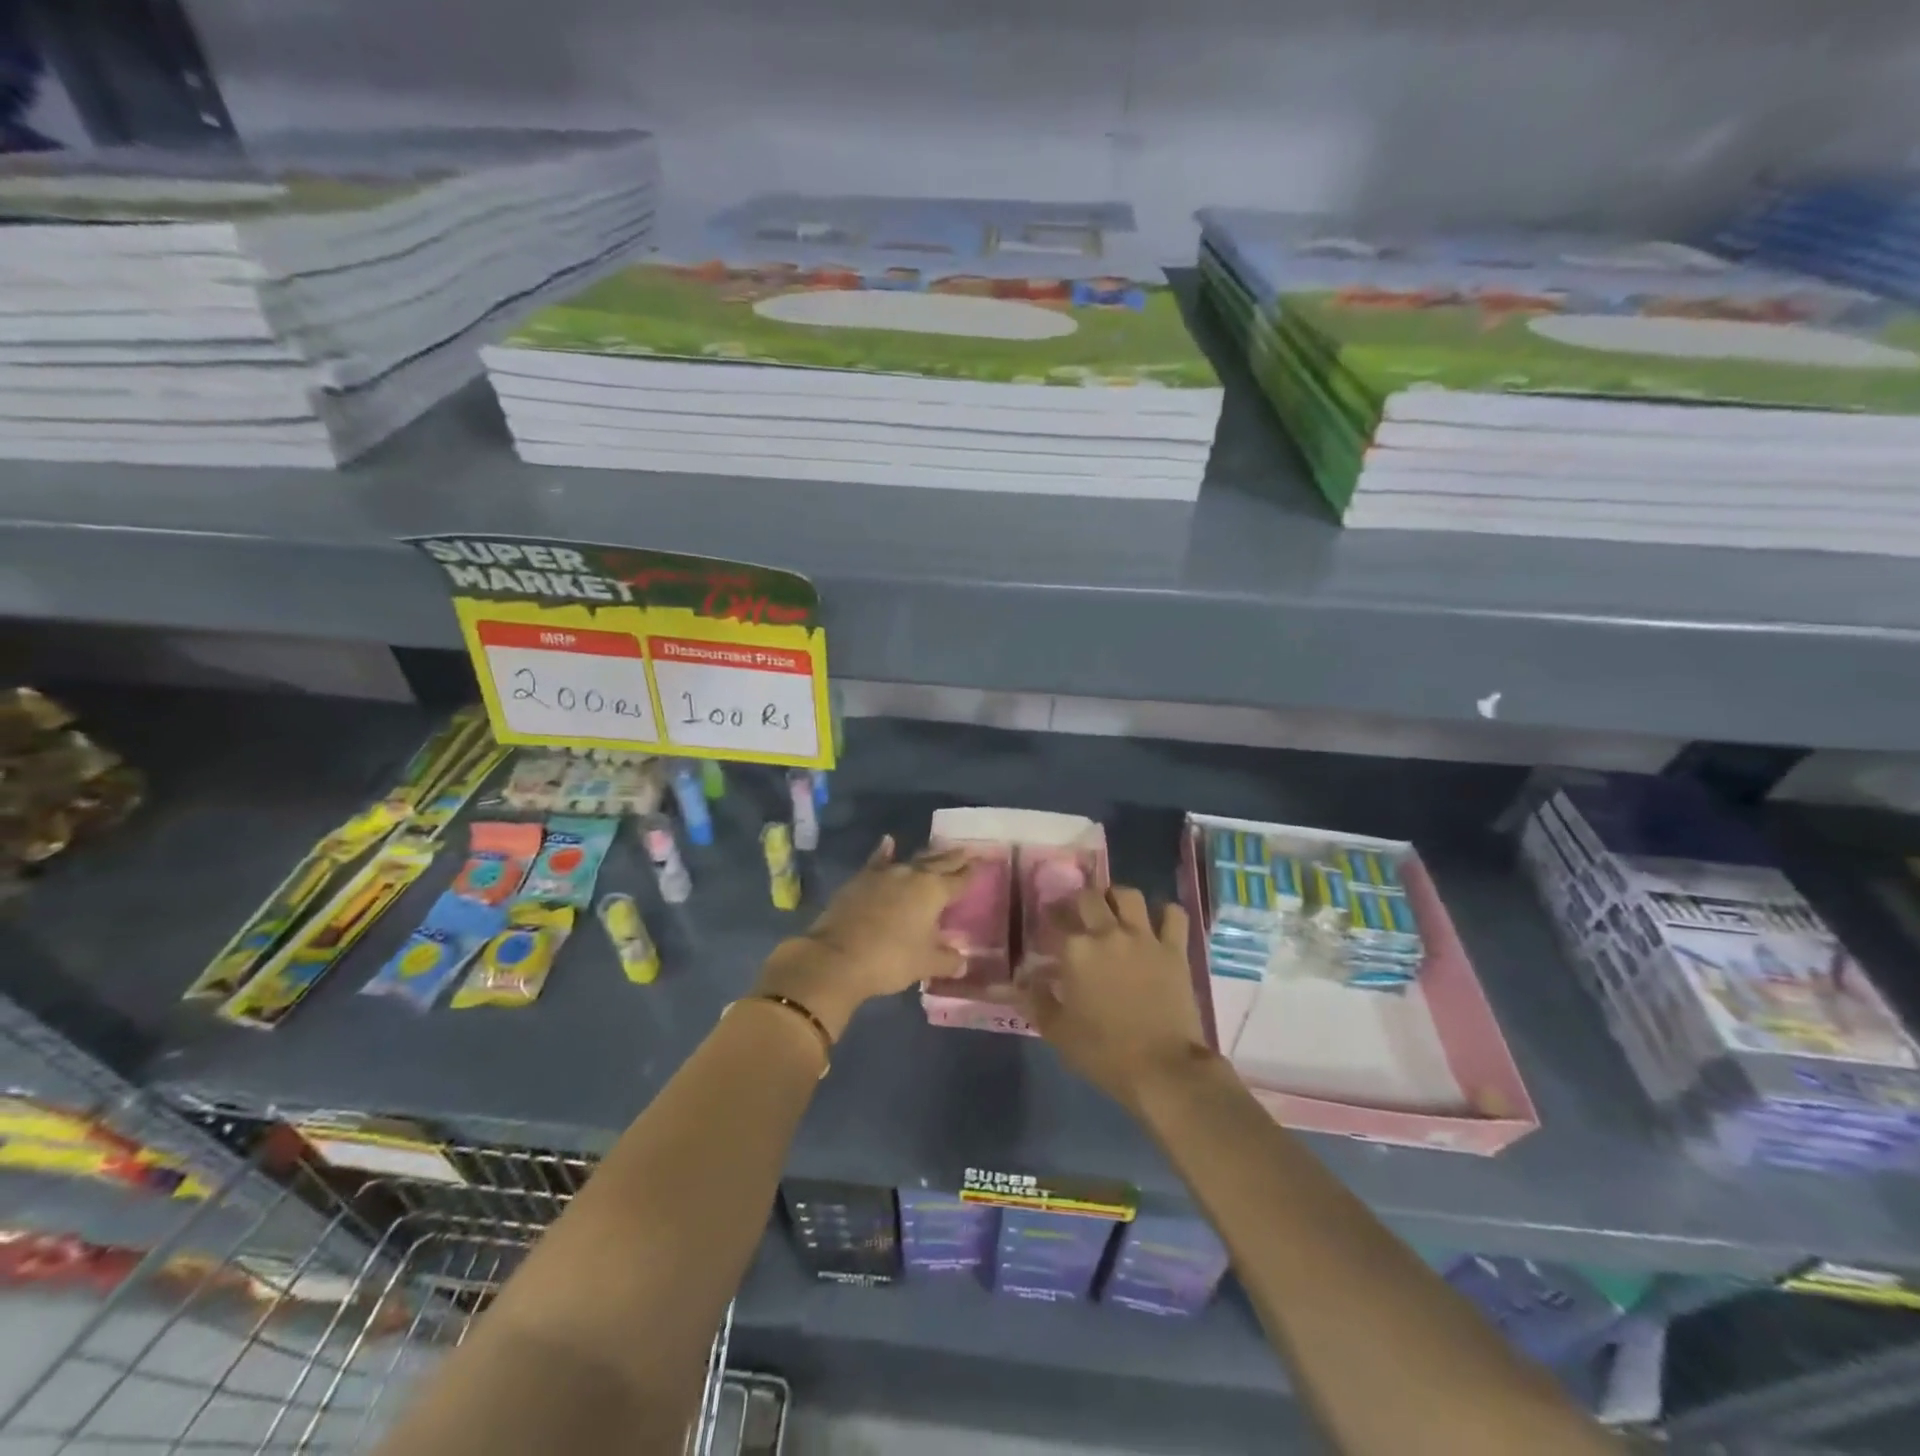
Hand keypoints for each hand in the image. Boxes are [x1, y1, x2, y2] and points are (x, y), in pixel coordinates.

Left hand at [756, 836, 971, 1036]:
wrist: (837, 957)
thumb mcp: (925, 964)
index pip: (959, 879)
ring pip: (912, 859)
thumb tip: (962, 959)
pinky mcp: (861, 880)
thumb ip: (947, 959)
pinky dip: (885, 851)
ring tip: (939, 848)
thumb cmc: (890, 960)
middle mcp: (912, 875)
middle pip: (939, 863)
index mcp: (933, 892)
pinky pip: (878, 861)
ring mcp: (884, 874)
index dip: (972, 872)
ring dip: (927, 855)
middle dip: (954, 857)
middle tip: (967, 849)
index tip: (983, 861)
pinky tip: (888, 842)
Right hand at [1019, 884, 1209, 1110]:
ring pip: (1129, 895)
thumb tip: (1021, 980)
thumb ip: (1036, 1000)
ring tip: (1114, 911)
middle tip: (1078, 915)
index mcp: (1076, 950)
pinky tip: (1158, 923)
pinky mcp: (1174, 950)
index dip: (1049, 920)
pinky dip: (1166, 914)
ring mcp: (1144, 938)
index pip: (1055, 919)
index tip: (1047, 928)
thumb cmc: (1103, 1052)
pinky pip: (1174, 915)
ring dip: (1118, 898)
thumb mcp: (1057, 1031)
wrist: (1162, 1069)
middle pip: (1089, 897)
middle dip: (1079, 902)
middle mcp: (1108, 933)